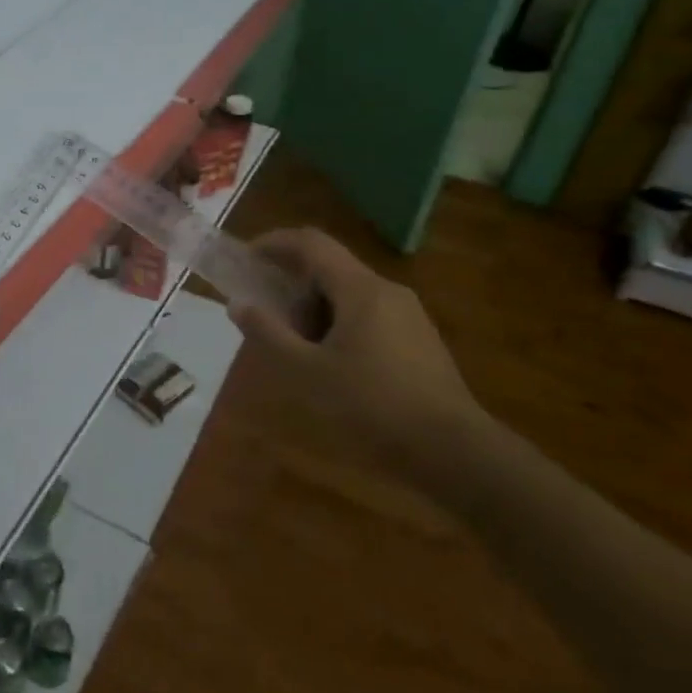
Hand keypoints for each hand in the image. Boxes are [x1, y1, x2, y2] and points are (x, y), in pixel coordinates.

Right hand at [229, 228, 490, 481]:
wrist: (453, 450)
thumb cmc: (372, 404)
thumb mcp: (306, 371)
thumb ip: (268, 333)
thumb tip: (239, 304)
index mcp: (360, 289)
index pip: (311, 242)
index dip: (273, 243)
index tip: (246, 259)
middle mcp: (387, 291)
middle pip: (329, 268)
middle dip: (292, 286)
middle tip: (267, 319)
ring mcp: (409, 315)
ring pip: (348, 294)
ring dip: (314, 309)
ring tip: (295, 349)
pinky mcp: (419, 340)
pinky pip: (368, 314)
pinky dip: (338, 324)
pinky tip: (330, 365)